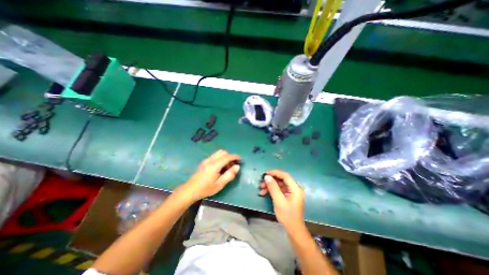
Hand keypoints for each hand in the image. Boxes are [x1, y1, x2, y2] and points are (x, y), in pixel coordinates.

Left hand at [179, 151, 240, 201]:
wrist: (190, 190)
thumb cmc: (206, 189)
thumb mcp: (219, 184)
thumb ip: (229, 175)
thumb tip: (237, 167)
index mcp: (214, 165)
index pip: (227, 157)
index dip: (234, 157)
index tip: (240, 159)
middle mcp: (210, 160)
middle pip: (223, 152)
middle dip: (230, 157)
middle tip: (232, 166)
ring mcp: (206, 160)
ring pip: (218, 153)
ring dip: (225, 157)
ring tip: (226, 167)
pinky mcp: (204, 161)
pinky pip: (215, 156)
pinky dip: (220, 158)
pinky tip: (220, 167)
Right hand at [258, 170, 303, 231]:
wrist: (293, 229)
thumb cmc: (287, 216)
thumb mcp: (279, 201)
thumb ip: (273, 187)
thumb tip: (266, 177)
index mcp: (295, 188)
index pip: (285, 175)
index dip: (275, 172)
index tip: (265, 174)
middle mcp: (294, 187)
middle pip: (281, 179)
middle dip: (271, 180)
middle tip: (261, 183)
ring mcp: (290, 191)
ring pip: (279, 183)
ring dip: (270, 185)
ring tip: (261, 189)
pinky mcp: (287, 195)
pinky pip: (278, 189)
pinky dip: (271, 189)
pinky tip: (264, 193)